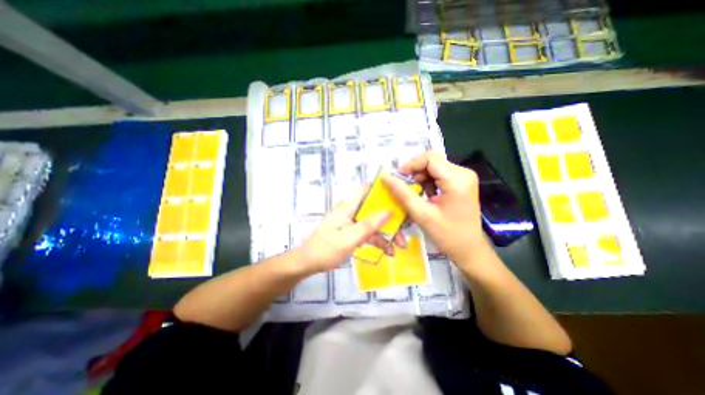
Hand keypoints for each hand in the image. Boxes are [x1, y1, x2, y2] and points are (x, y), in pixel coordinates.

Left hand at [296, 186, 401, 273]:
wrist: (308, 263)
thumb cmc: (326, 249)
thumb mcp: (350, 238)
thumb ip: (369, 224)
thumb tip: (389, 211)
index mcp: (348, 206)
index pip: (367, 189)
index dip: (383, 190)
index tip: (400, 197)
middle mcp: (351, 210)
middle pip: (374, 208)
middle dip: (390, 219)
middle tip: (403, 232)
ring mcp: (352, 222)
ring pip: (374, 222)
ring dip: (386, 233)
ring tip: (399, 247)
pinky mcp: (352, 231)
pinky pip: (368, 232)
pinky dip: (378, 240)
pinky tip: (387, 251)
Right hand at [380, 152, 485, 263]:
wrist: (468, 249)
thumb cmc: (447, 234)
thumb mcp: (421, 214)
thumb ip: (402, 193)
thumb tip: (385, 177)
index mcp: (457, 179)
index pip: (430, 159)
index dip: (411, 164)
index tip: (398, 177)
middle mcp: (463, 173)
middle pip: (432, 161)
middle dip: (415, 172)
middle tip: (406, 188)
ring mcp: (464, 177)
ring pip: (434, 167)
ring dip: (421, 178)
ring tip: (417, 194)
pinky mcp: (461, 182)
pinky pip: (439, 174)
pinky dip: (428, 182)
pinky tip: (427, 195)